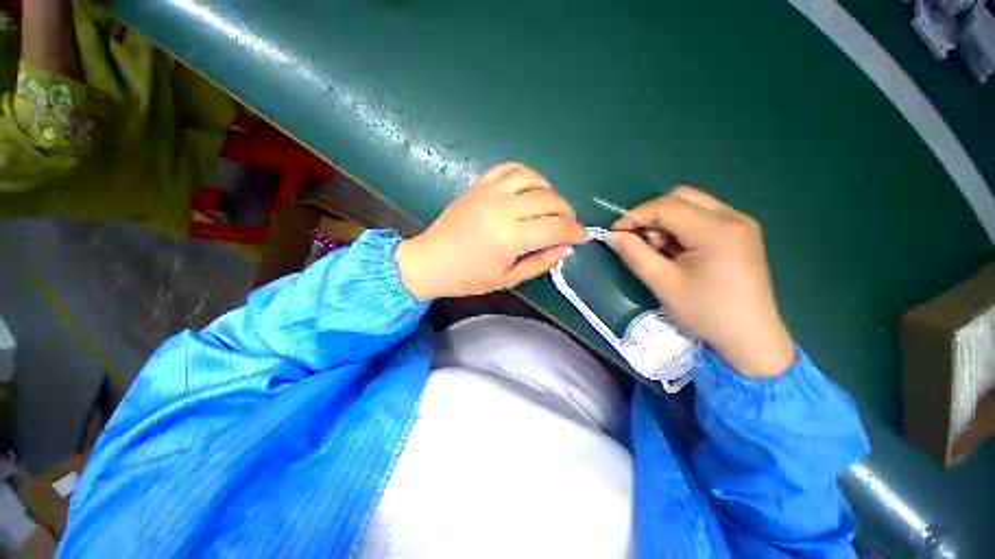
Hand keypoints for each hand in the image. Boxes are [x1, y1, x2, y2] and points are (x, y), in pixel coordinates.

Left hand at [395, 162, 586, 300]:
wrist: (430, 261)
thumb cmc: (468, 278)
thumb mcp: (508, 279)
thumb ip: (540, 262)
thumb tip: (566, 248)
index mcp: (510, 237)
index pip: (555, 228)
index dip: (575, 232)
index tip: (583, 237)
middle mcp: (502, 208)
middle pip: (549, 201)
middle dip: (567, 213)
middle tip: (569, 226)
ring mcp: (489, 192)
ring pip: (533, 179)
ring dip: (550, 192)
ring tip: (552, 207)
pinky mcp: (478, 185)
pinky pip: (509, 168)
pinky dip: (527, 175)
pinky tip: (531, 188)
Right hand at [605, 186, 793, 376]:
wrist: (750, 338)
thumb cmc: (706, 312)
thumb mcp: (663, 284)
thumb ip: (634, 254)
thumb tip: (612, 235)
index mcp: (716, 230)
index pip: (666, 206)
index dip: (635, 216)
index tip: (615, 234)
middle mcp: (733, 217)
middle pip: (681, 197)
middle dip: (652, 216)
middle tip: (641, 242)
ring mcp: (741, 223)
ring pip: (691, 205)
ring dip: (666, 222)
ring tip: (660, 251)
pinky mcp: (741, 233)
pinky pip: (702, 217)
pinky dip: (681, 228)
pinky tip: (678, 252)